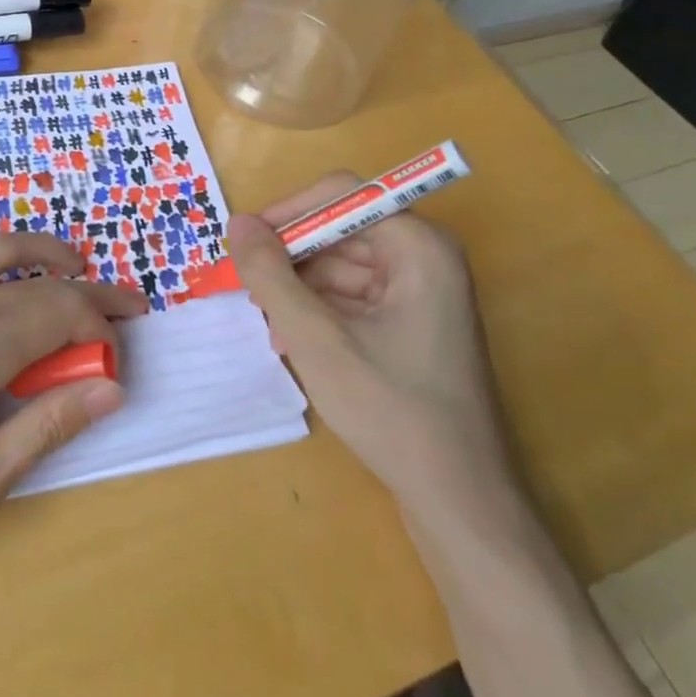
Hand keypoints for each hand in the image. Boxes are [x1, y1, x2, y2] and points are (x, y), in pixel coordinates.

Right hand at [227, 175, 512, 508]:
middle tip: (247, 288)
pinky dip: (319, 311)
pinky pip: (354, 296)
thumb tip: (236, 223)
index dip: (288, 211)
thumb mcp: (316, 339)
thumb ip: (271, 275)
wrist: (459, 501)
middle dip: (291, 258)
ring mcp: (422, 291)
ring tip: (268, 323)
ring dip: (300, 289)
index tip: (244, 241)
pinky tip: (291, 340)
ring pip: (342, 265)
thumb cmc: (391, 410)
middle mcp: (426, 257)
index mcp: (418, 246)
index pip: (341, 195)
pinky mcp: (413, 323)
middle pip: (341, 230)